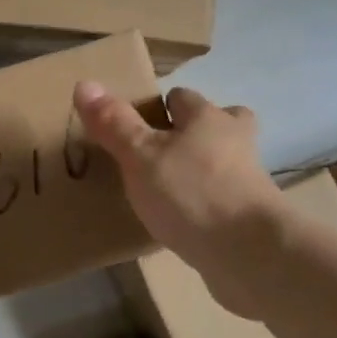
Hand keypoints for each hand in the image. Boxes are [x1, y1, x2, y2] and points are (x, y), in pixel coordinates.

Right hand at [73, 81, 281, 316]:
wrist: (249, 253)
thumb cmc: (191, 192)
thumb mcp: (140, 155)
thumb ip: (114, 123)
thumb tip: (85, 84)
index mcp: (208, 118)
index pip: (183, 97)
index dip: (161, 107)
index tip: (137, 125)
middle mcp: (234, 141)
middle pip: (216, 124)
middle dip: (193, 133)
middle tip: (161, 153)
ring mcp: (248, 181)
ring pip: (222, 163)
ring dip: (200, 171)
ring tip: (166, 190)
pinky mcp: (251, 217)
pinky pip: (223, 201)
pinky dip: (206, 205)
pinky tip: (182, 223)